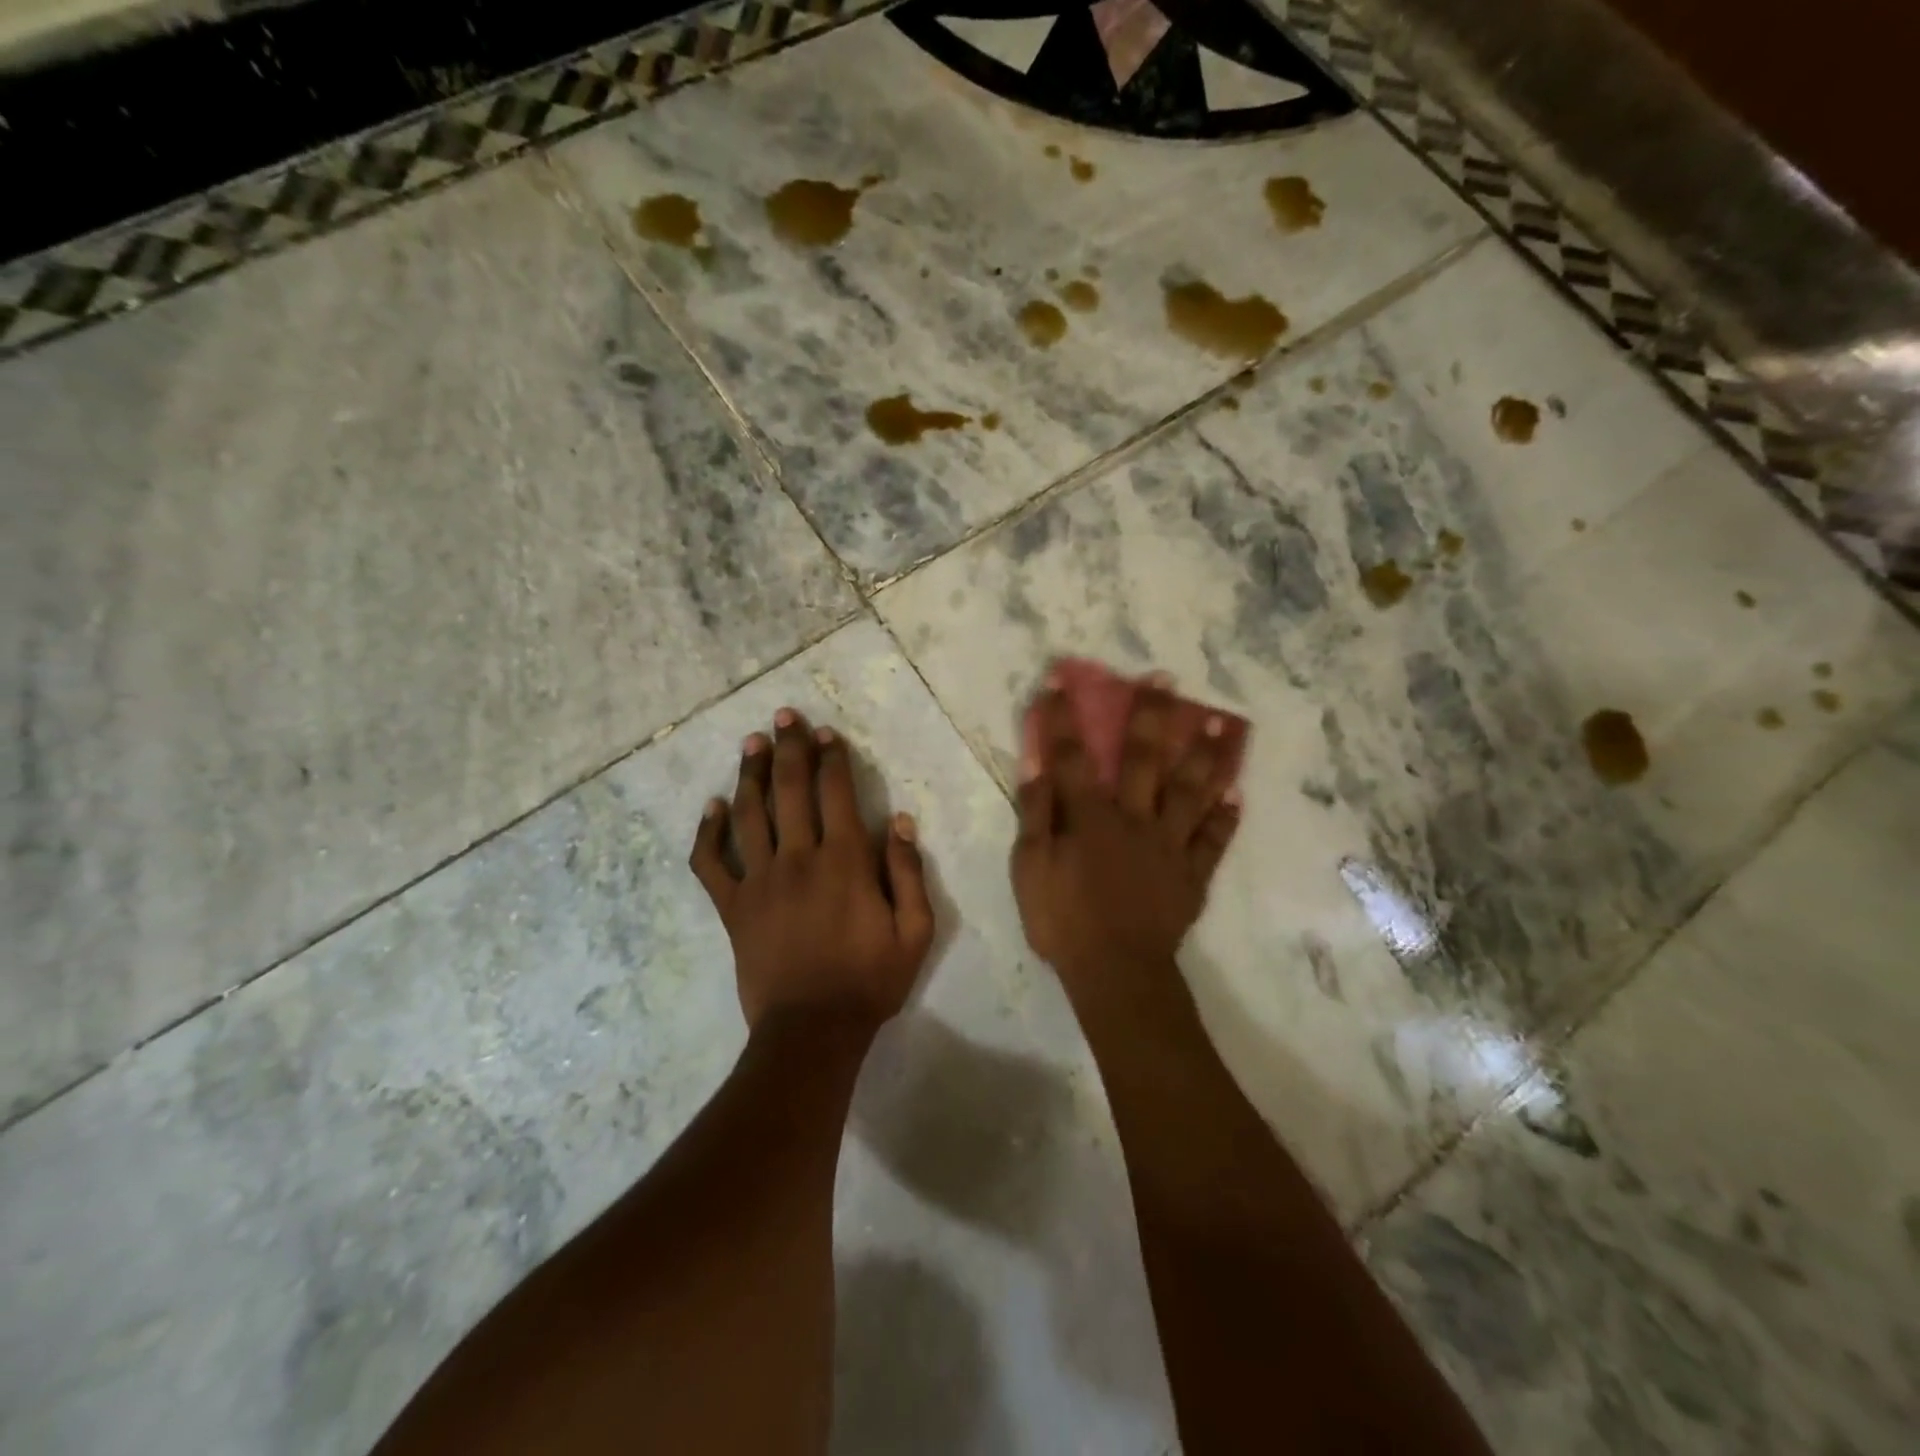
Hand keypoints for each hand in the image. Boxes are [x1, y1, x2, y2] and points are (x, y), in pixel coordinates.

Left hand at [690, 707, 935, 1031]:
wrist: (812, 1031)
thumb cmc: (869, 981)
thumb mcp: (914, 932)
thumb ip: (908, 873)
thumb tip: (900, 821)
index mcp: (845, 861)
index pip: (836, 793)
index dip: (832, 758)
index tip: (827, 733)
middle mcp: (798, 859)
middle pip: (790, 790)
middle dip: (789, 748)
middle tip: (784, 716)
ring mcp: (759, 881)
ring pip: (749, 814)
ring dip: (750, 774)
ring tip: (751, 743)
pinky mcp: (733, 907)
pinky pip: (711, 863)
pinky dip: (708, 833)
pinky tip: (711, 807)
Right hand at [1010, 683, 1240, 996]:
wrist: (1115, 973)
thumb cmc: (1063, 920)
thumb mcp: (1030, 868)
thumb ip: (1036, 814)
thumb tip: (1037, 764)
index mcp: (1091, 818)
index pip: (1073, 757)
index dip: (1065, 718)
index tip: (1061, 680)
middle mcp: (1135, 820)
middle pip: (1146, 760)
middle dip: (1152, 716)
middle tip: (1165, 679)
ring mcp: (1170, 846)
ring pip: (1192, 792)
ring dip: (1206, 755)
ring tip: (1222, 723)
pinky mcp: (1192, 874)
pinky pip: (1213, 841)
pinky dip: (1226, 818)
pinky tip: (1238, 794)